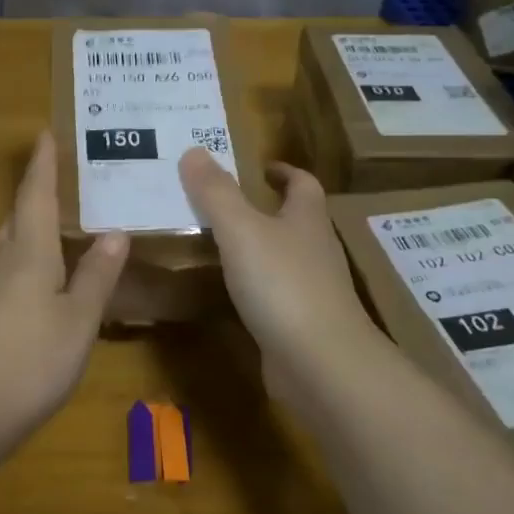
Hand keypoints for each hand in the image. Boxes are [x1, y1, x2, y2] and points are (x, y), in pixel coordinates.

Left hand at [0, 131, 126, 438]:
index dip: (42, 165)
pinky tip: (44, 284)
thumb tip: (114, 233)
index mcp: (28, 253)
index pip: (36, 196)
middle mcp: (2, 264)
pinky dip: (30, 265)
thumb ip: (96, 277)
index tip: (44, 132)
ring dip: (32, 230)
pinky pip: (9, 276)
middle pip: (18, 219)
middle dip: (35, 195)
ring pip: (11, 248)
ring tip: (60, 226)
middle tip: (60, 179)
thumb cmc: (28, 361)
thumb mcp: (77, 320)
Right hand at [178, 148, 381, 398]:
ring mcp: (312, 290)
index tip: (262, 167)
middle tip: (223, 203)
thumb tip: (193, 150)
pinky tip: (229, 293)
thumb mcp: (241, 229)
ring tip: (219, 243)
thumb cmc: (282, 284)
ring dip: (259, 248)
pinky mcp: (302, 324)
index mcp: (306, 218)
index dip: (284, 172)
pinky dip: (255, 287)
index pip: (302, 183)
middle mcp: (315, 250)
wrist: (320, 363)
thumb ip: (215, 192)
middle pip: (296, 220)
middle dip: (267, 208)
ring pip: (285, 258)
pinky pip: (276, 295)